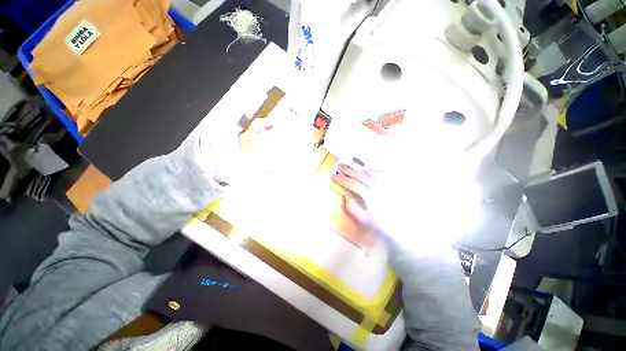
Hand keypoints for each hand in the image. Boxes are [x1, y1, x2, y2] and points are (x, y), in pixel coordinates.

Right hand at [331, 163, 479, 256]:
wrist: (410, 233)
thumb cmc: (385, 229)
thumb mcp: (365, 221)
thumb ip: (353, 207)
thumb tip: (345, 195)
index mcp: (370, 195)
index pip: (352, 183)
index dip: (341, 179)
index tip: (333, 176)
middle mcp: (379, 186)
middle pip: (361, 174)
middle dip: (348, 169)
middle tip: (339, 166)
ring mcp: (388, 184)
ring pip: (371, 171)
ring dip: (360, 169)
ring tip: (352, 169)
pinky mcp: (395, 184)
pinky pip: (382, 173)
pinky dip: (373, 170)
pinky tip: (369, 172)